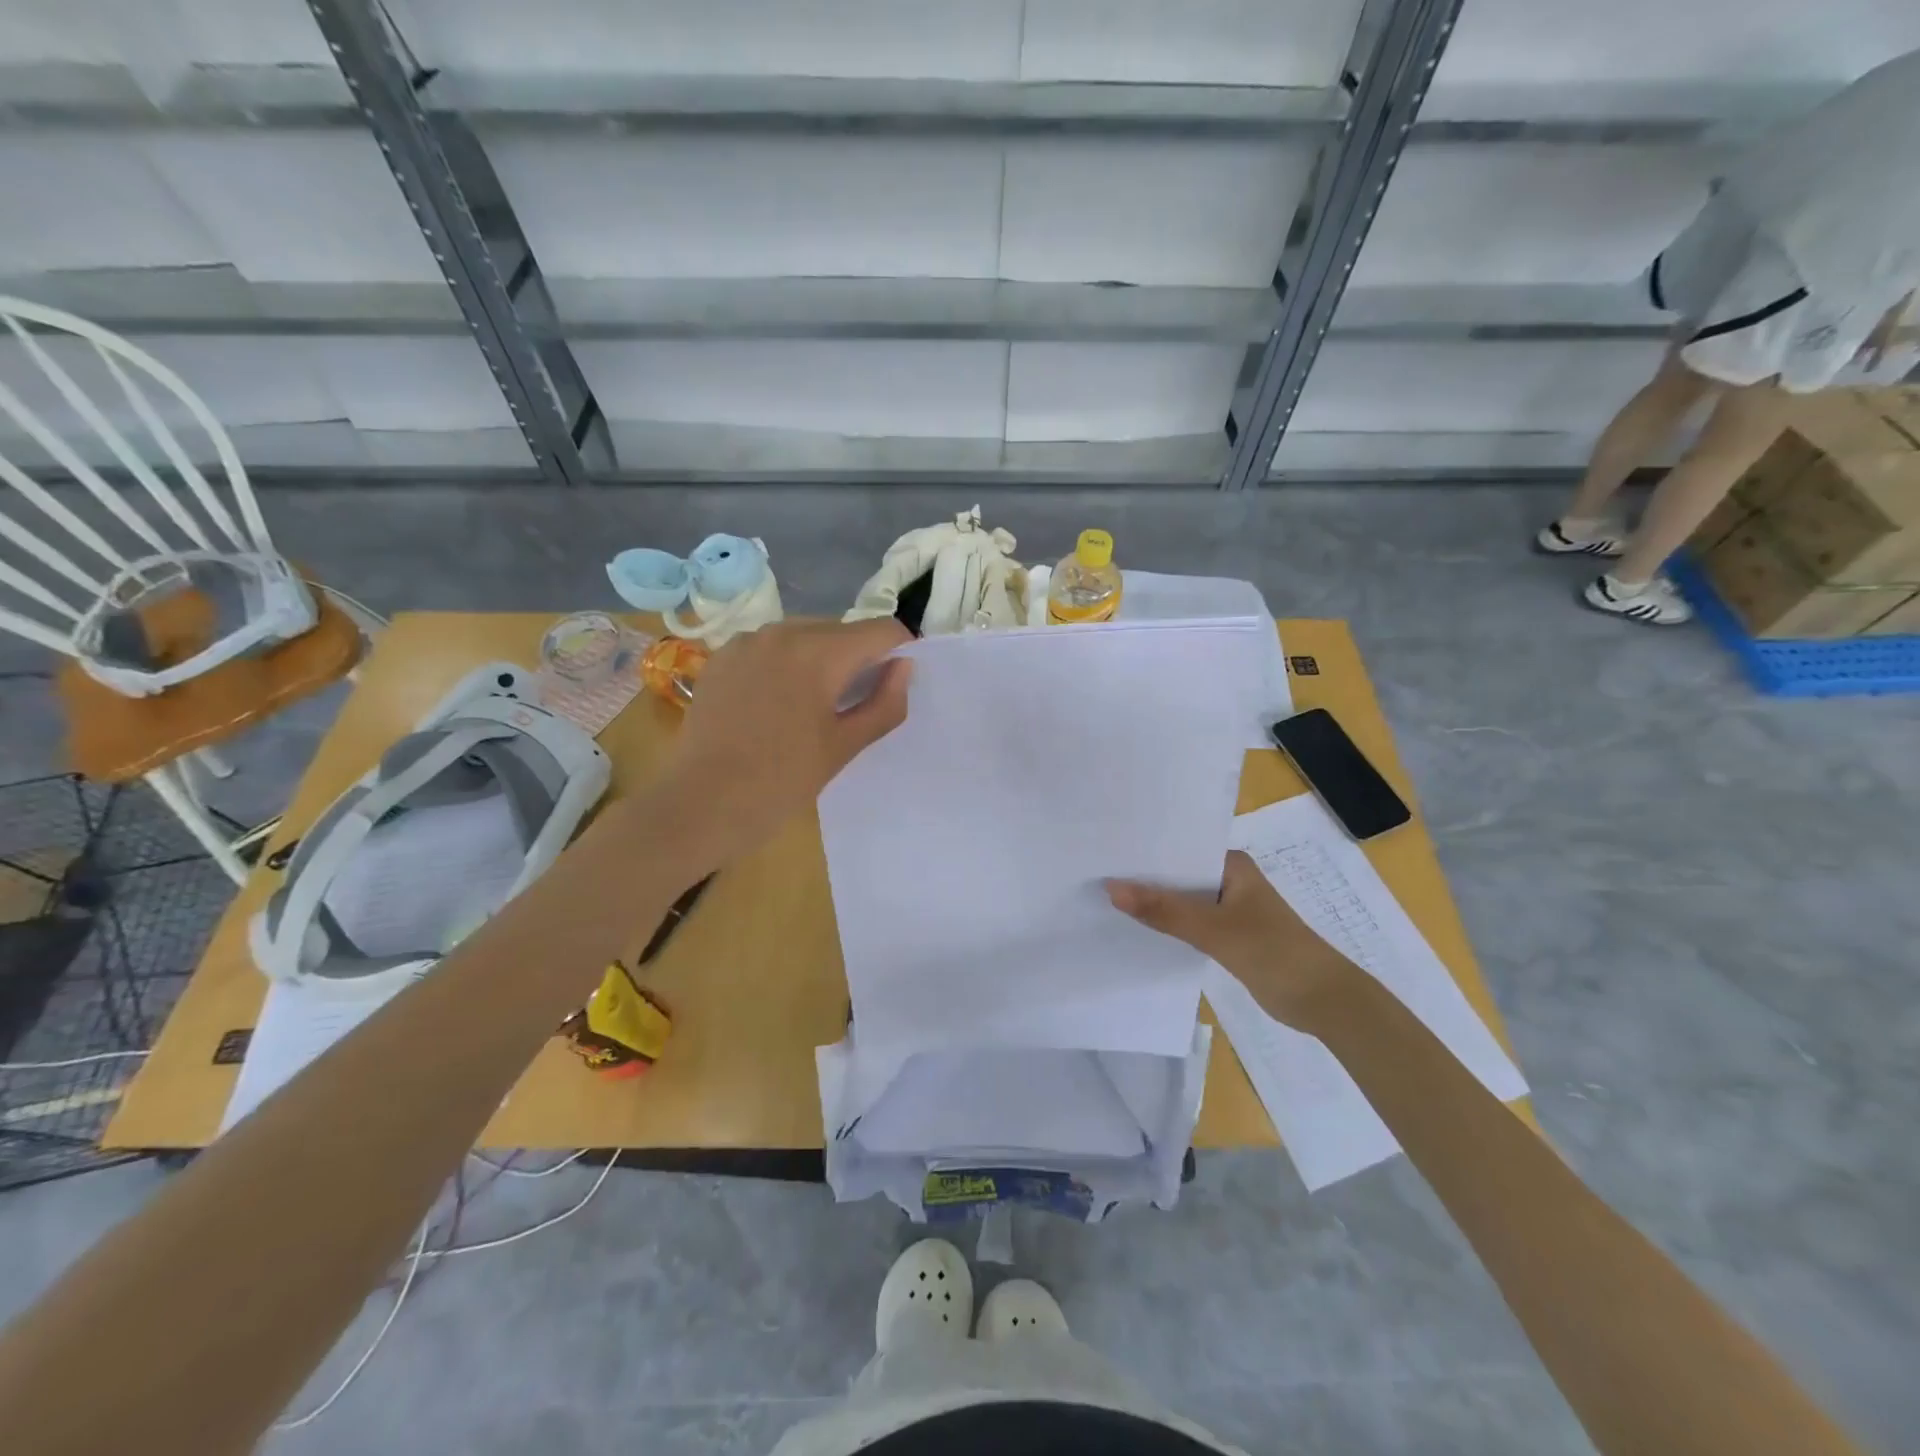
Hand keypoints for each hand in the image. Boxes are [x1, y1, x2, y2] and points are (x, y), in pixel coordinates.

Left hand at [656, 618, 912, 873]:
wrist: (701, 804)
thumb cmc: (781, 781)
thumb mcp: (844, 747)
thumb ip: (884, 703)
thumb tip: (904, 666)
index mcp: (819, 652)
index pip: (880, 630)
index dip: (900, 651)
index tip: (895, 683)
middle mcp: (782, 631)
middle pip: (841, 630)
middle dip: (858, 657)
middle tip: (854, 703)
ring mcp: (746, 641)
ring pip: (804, 635)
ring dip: (821, 659)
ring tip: (813, 705)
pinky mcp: (721, 656)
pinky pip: (769, 647)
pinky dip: (786, 664)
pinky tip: (775, 703)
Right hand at [1107, 850, 1355, 1029]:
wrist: (1324, 1002)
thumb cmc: (1274, 952)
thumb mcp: (1214, 929)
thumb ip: (1163, 910)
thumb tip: (1112, 889)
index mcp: (1232, 864)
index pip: (1179, 848)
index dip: (1144, 851)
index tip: (1104, 849)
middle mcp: (1230, 880)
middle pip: (1178, 874)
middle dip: (1144, 877)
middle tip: (1095, 871)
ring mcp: (1230, 909)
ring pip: (1183, 901)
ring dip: (1155, 903)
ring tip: (1106, 897)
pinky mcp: (1229, 936)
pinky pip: (1190, 923)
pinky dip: (1169, 925)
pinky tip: (1138, 927)